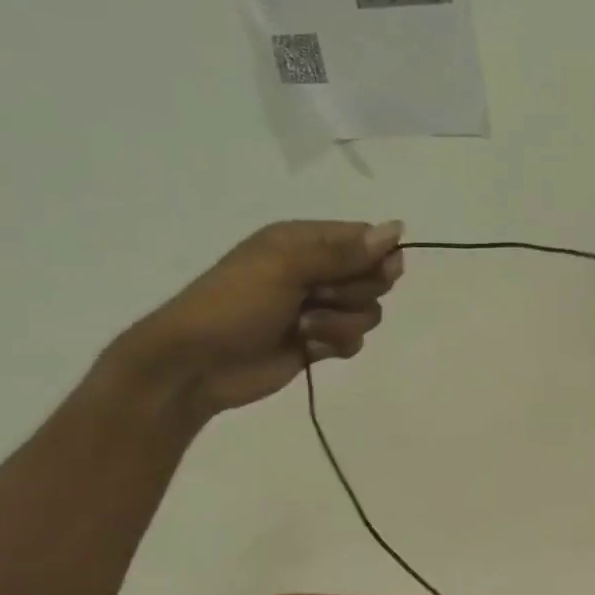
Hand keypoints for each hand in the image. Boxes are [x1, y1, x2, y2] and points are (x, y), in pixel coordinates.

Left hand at [115, 220, 404, 421]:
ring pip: (368, 312)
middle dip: (356, 292)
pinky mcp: (321, 341)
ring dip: (341, 323)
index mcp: (304, 241)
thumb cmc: (234, 304)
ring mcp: (320, 308)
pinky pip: (355, 340)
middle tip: (320, 296)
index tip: (372, 271)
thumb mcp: (286, 267)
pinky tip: (307, 348)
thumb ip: (344, 252)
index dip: (377, 256)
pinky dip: (335, 344)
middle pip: (374, 277)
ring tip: (304, 328)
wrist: (197, 364)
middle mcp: (316, 270)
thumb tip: (398, 229)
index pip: (365, 239)